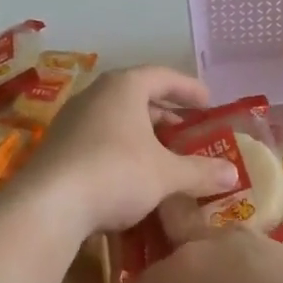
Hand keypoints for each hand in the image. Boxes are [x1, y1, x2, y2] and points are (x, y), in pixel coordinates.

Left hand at [21, 67, 241, 237]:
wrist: (48, 205)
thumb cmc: (116, 173)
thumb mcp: (166, 174)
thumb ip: (200, 171)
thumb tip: (233, 174)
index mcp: (123, 87)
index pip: (163, 77)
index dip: (189, 89)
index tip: (208, 104)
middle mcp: (95, 95)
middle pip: (137, 97)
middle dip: (165, 115)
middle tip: (187, 133)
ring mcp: (70, 121)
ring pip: (115, 120)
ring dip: (141, 135)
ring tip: (162, 155)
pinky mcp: (57, 148)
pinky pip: (98, 140)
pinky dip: (120, 150)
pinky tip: (131, 176)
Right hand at [122, 231, 282, 282]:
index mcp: (187, 274)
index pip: (147, 282)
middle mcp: (217, 245)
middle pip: (179, 221)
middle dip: (166, 236)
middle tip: (167, 271)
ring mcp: (259, 242)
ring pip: (220, 242)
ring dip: (211, 264)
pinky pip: (254, 258)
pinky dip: (246, 276)